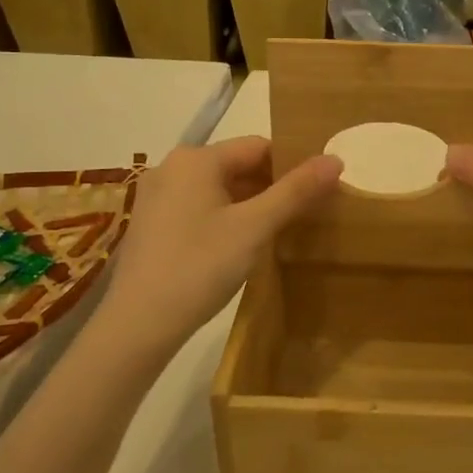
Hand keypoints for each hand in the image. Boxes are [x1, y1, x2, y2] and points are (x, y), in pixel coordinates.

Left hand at [96, 137, 341, 356]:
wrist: (137, 325)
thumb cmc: (199, 267)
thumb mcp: (255, 228)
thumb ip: (295, 191)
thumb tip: (335, 159)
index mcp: (197, 159)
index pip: (259, 146)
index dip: (293, 165)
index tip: (318, 191)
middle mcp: (172, 167)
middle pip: (238, 166)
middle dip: (273, 186)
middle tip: (306, 213)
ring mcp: (157, 196)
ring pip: (219, 189)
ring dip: (251, 204)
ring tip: (281, 230)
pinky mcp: (152, 224)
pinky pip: (200, 207)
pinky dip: (226, 217)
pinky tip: (242, 245)